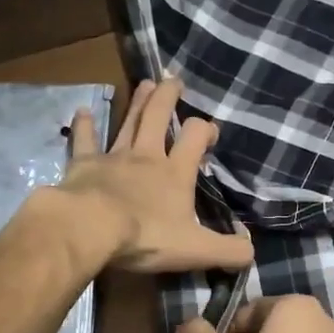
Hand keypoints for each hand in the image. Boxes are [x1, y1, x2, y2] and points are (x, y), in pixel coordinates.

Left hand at [56, 78, 253, 274]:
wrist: (91, 229)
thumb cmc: (146, 236)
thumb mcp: (196, 250)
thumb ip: (227, 252)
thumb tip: (251, 252)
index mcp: (175, 173)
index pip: (195, 138)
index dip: (204, 130)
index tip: (209, 132)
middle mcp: (146, 156)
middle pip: (159, 117)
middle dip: (168, 97)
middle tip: (173, 80)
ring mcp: (114, 157)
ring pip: (129, 122)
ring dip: (138, 103)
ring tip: (145, 83)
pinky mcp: (83, 164)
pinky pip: (85, 140)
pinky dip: (84, 125)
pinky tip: (82, 111)